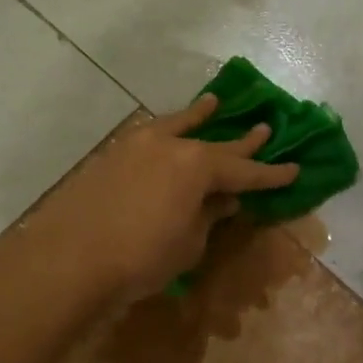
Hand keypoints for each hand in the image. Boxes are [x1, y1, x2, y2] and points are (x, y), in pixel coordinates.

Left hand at [34, 95, 298, 304]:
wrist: (68, 260)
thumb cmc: (140, 258)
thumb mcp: (188, 244)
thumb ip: (208, 217)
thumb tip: (222, 201)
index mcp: (197, 167)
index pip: (244, 170)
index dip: (270, 174)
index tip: (294, 169)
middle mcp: (170, 146)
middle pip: (215, 143)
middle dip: (242, 142)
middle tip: (266, 130)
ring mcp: (137, 146)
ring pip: (176, 127)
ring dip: (198, 117)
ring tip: (215, 102)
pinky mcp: (111, 156)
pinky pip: (149, 136)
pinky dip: (165, 132)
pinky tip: (166, 130)